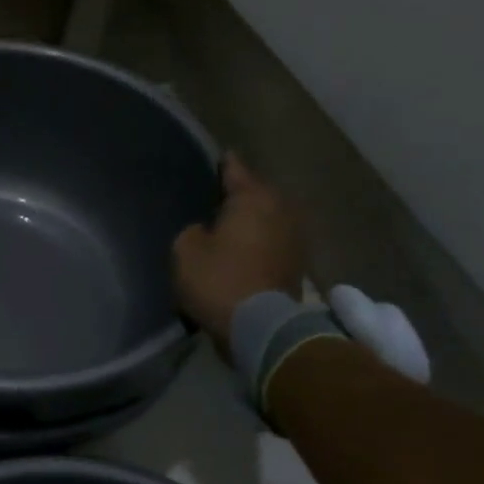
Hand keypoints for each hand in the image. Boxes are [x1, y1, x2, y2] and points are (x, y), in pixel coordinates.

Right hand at [172, 153, 304, 349]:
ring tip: (230, 223)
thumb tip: (207, 231)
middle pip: (258, 193)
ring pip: (269, 218)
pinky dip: (260, 241)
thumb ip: (194, 230)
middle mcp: (281, 210)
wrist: (260, 327)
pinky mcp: (297, 264)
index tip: (217, 156)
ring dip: (253, 220)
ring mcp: (295, 238)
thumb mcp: (185, 249)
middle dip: (241, 194)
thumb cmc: (218, 279)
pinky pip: (273, 241)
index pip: (235, 170)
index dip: (223, 164)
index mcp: (253, 198)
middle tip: (217, 196)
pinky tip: (243, 247)